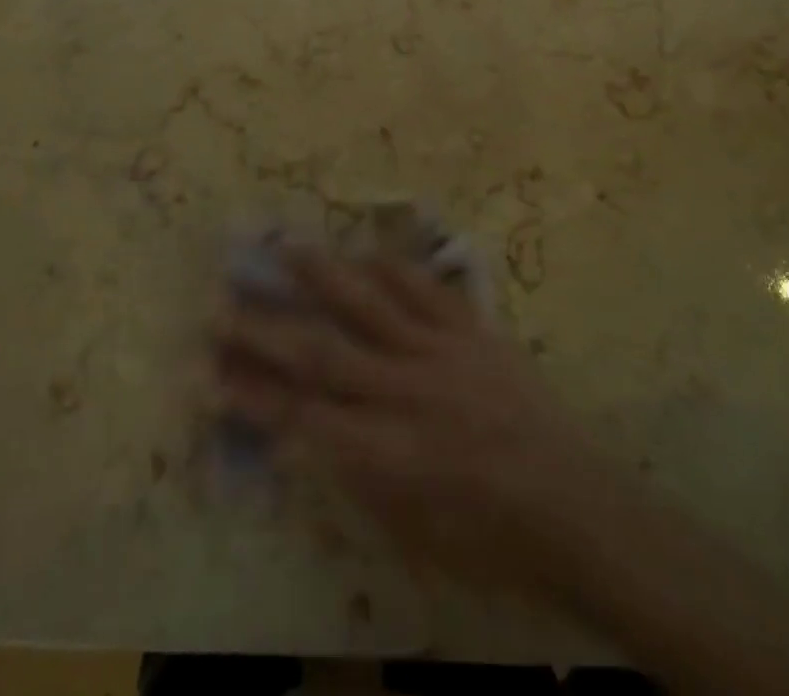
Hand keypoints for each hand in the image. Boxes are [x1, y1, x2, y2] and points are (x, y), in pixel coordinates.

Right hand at [214, 249, 643, 609]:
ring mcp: (443, 354)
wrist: (578, 508)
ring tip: (286, 246)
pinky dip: (393, 268)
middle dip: (266, 330)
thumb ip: (359, 476)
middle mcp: (409, 394)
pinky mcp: (474, 332)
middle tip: (222, 303)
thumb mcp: (415, 535)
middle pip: (323, 353)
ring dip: (323, 276)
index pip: (304, 417)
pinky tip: (365, 251)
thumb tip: (310, 433)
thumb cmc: (493, 542)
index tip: (210, 372)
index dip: (253, 396)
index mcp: (393, 455)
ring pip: (371, 305)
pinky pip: (427, 290)